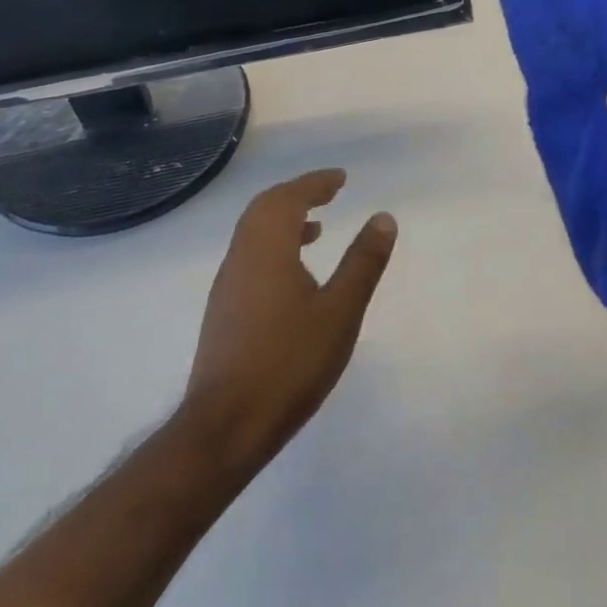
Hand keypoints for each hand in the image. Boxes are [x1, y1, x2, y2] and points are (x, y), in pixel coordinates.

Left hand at [181, 170, 394, 476]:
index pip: (288, 198)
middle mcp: (240, 258)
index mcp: (266, 248)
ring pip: (253, 235)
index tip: (340, 178)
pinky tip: (295, 277)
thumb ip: (363, 262)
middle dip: (297, 195)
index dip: (315, 183)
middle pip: (264, 210)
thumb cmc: (289, 362)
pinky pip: (249, 258)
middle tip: (328, 194)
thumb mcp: (340, 310)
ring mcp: (227, 286)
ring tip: (317, 230)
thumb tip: (383, 218)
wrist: (226, 427)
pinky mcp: (223, 313)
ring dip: (284, 222)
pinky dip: (274, 247)